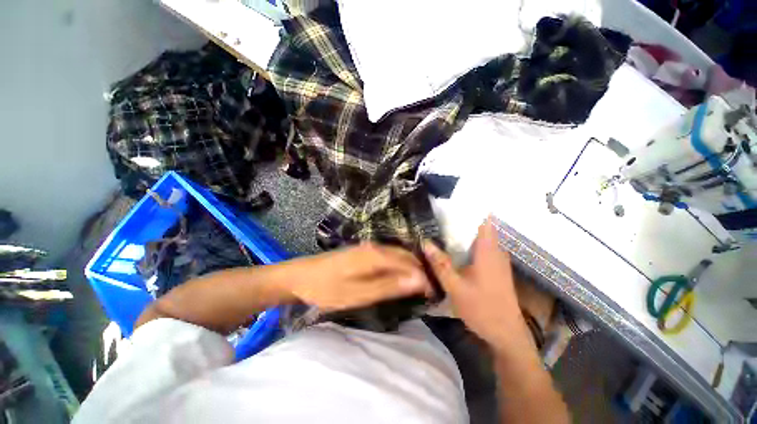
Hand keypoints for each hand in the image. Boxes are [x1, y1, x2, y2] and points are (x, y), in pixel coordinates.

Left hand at [285, 243, 432, 311]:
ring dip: (410, 269)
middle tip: (428, 291)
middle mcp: (376, 246)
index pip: (409, 263)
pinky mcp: (364, 251)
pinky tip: (399, 277)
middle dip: (420, 271)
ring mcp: (369, 247)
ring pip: (398, 255)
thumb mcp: (359, 293)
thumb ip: (389, 286)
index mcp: (376, 254)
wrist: (300, 276)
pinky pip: (388, 256)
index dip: (424, 277)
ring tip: (418, 286)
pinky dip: (398, 266)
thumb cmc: (328, 288)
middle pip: (405, 255)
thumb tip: (419, 280)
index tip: (433, 293)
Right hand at [423, 219, 533, 353]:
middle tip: (442, 216)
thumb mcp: (455, 287)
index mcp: (488, 251)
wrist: (507, 333)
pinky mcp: (497, 269)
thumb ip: (440, 264)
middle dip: (464, 220)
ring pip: (482, 239)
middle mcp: (496, 252)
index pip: (485, 221)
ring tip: (445, 228)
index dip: (473, 209)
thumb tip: (426, 242)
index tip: (455, 202)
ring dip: (466, 233)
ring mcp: (498, 261)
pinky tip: (456, 249)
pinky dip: (470, 244)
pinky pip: (483, 249)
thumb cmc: (482, 308)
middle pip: (482, 228)